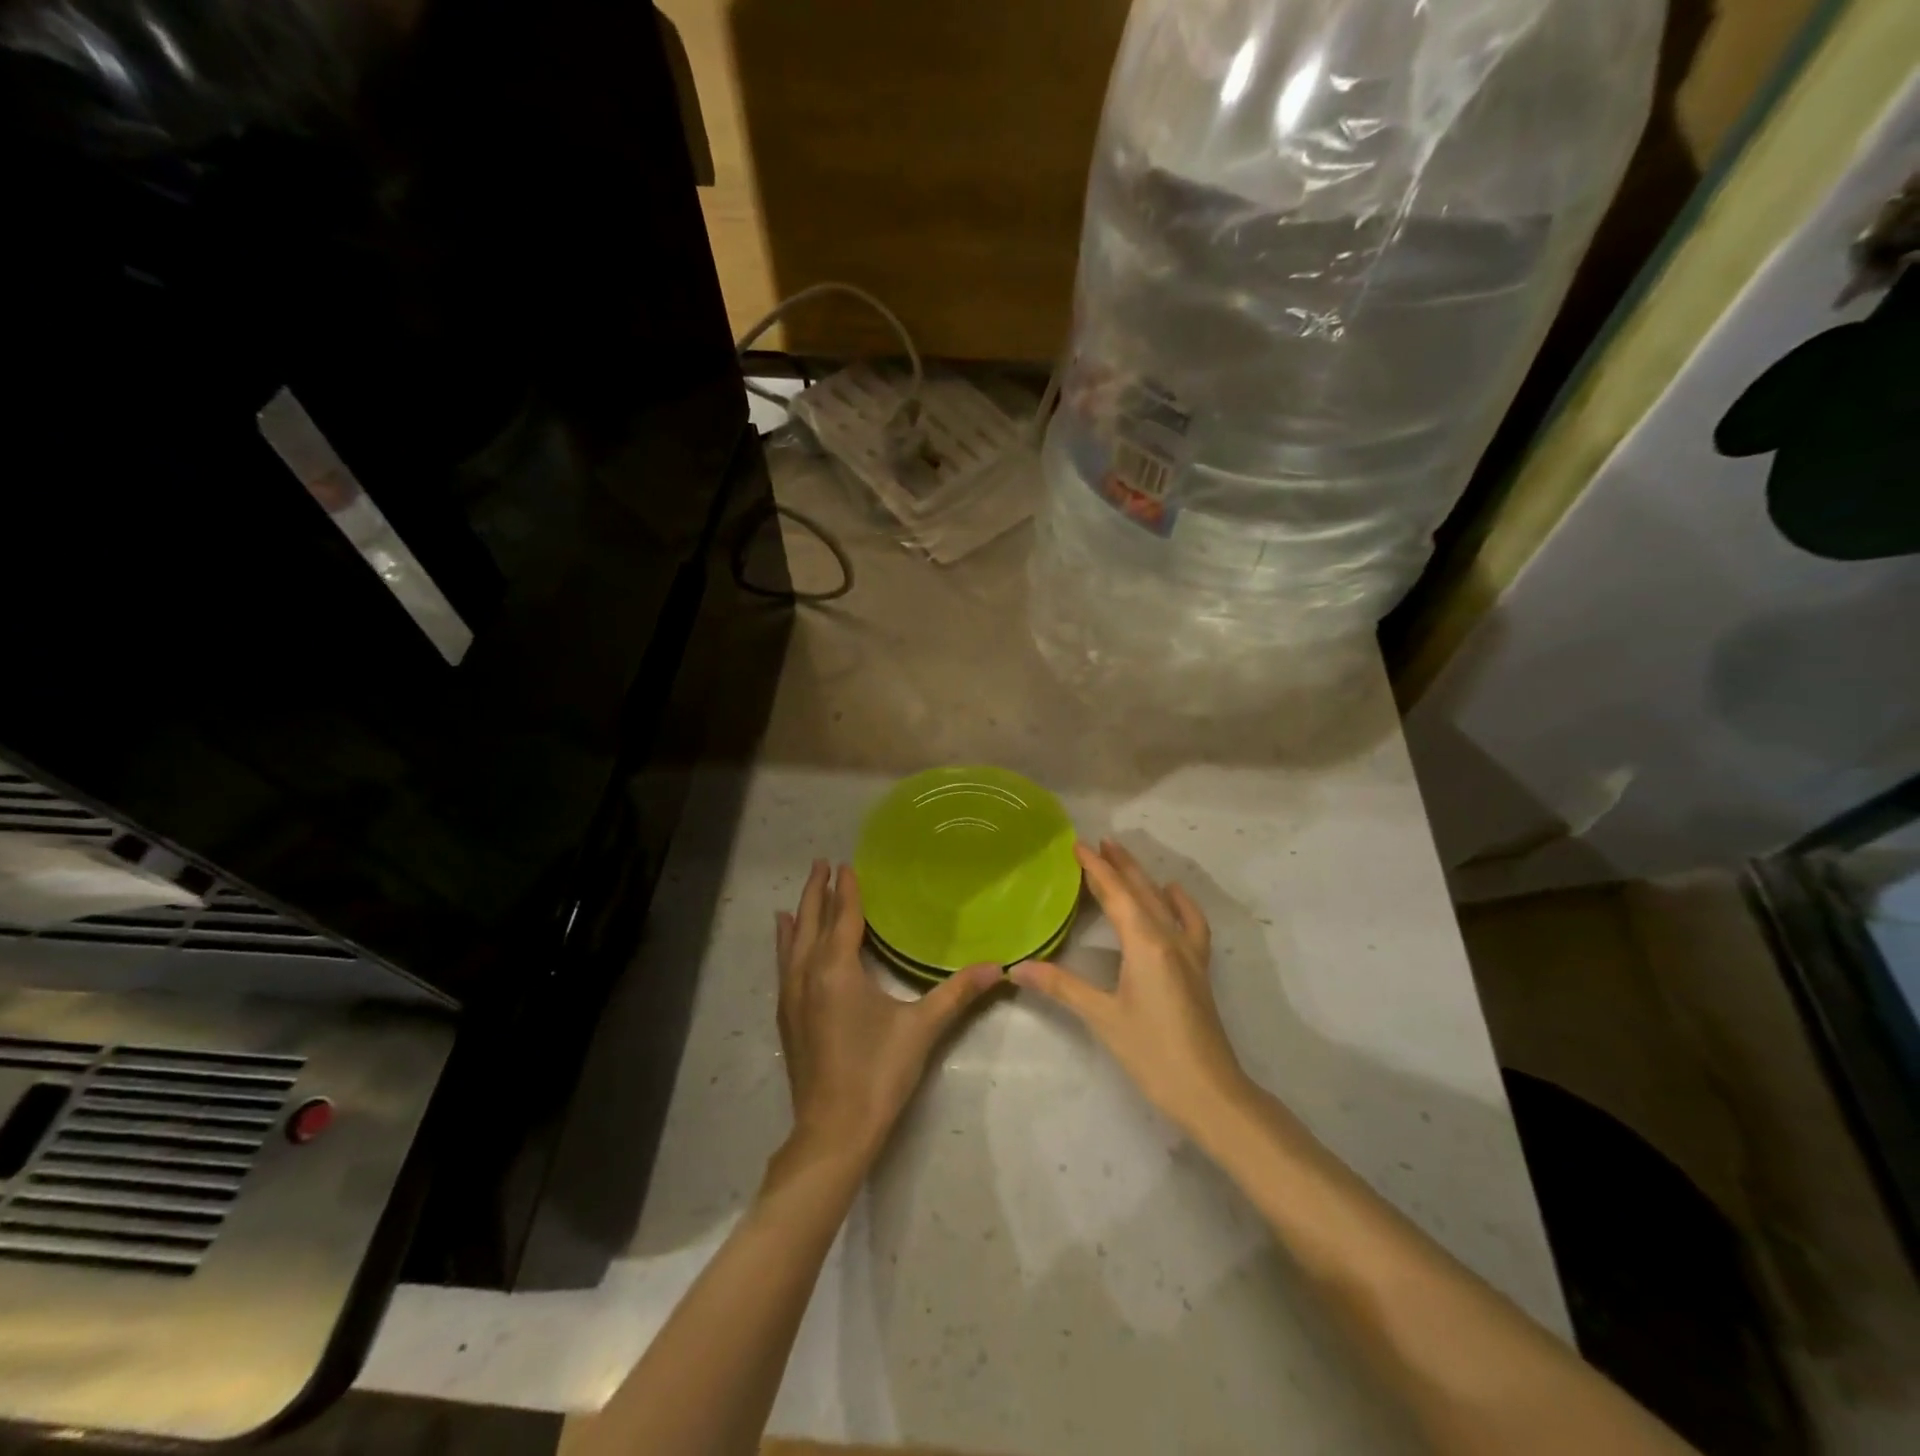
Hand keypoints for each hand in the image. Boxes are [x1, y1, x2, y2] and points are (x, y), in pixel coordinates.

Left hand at [775, 860, 1001, 1174]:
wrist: (833, 1131)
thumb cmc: (878, 1073)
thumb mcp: (922, 1029)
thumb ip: (958, 993)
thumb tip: (1000, 967)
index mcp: (837, 970)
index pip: (842, 917)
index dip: (846, 889)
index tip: (845, 864)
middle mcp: (807, 974)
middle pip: (811, 922)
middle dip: (816, 892)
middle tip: (822, 863)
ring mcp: (792, 996)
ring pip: (792, 943)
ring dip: (799, 915)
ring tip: (800, 896)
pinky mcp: (787, 1017)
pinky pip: (784, 965)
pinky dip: (786, 944)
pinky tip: (786, 943)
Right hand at [1013, 840, 1248, 1138]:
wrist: (1209, 1092)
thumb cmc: (1152, 1053)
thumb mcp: (1102, 1017)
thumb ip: (1061, 987)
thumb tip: (1017, 968)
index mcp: (1145, 943)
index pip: (1116, 894)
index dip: (1096, 868)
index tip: (1078, 844)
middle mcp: (1169, 938)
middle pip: (1141, 890)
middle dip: (1119, 865)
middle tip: (1098, 841)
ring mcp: (1188, 952)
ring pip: (1163, 902)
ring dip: (1143, 878)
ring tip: (1125, 859)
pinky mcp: (1197, 969)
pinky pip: (1190, 923)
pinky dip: (1179, 903)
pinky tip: (1172, 895)